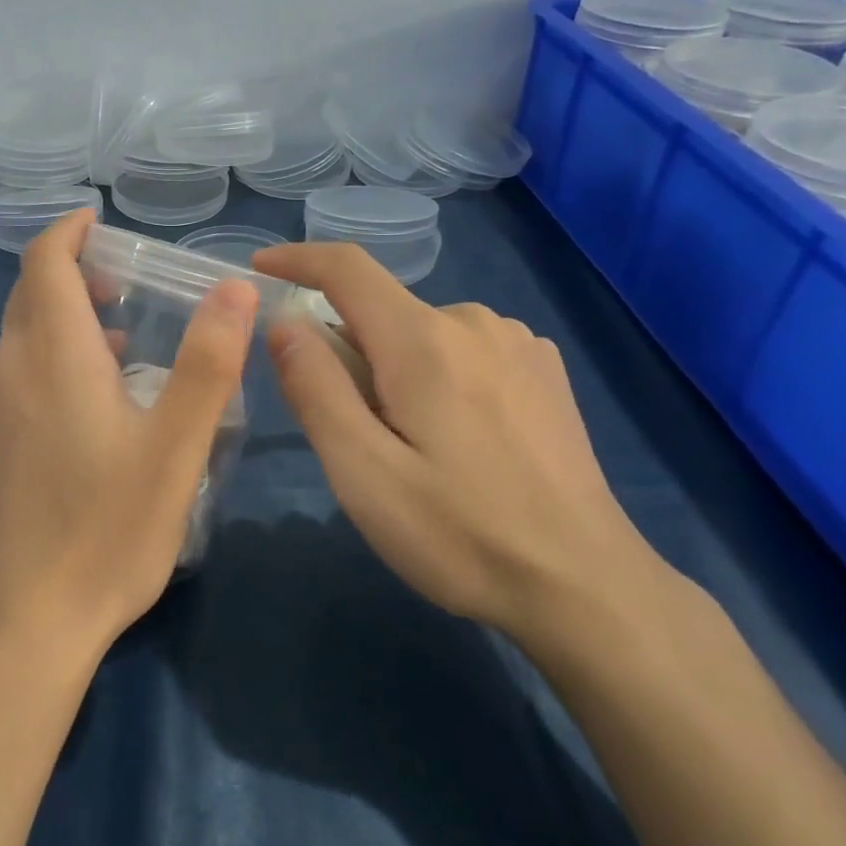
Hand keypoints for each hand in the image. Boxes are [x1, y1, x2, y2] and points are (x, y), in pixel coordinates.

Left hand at [0, 210, 256, 673]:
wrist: (17, 630)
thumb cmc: (105, 533)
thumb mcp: (176, 448)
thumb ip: (208, 363)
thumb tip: (234, 287)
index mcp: (49, 356)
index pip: (42, 262)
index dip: (67, 232)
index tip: (96, 222)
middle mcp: (1, 373)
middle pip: (29, 300)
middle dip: (73, 279)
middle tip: (125, 288)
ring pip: (18, 347)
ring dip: (62, 331)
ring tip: (117, 353)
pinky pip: (7, 388)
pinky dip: (43, 373)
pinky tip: (77, 420)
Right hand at [252, 242, 666, 646]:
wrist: (585, 586)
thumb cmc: (460, 535)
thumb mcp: (364, 473)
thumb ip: (316, 388)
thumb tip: (284, 321)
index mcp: (424, 340)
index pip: (346, 268)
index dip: (297, 260)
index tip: (260, 269)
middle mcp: (473, 321)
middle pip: (380, 313)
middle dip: (347, 356)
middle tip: (352, 438)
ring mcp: (516, 342)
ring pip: (420, 335)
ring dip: (393, 371)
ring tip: (411, 449)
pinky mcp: (542, 368)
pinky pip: (461, 350)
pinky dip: (435, 376)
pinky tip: (460, 440)